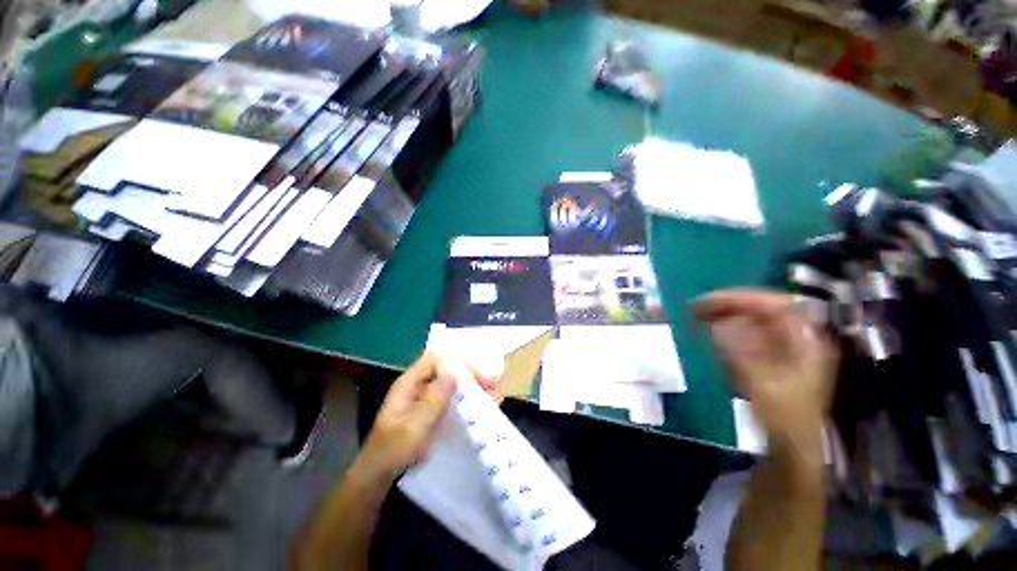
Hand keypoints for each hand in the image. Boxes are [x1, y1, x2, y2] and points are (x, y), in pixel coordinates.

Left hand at [358, 351, 498, 480]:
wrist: (377, 477)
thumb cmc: (392, 451)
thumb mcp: (413, 426)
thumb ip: (434, 399)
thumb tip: (454, 372)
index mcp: (408, 383)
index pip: (435, 360)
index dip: (456, 362)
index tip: (477, 373)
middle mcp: (416, 386)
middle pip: (445, 370)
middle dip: (468, 374)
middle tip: (490, 383)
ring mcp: (422, 398)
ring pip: (449, 383)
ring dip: (468, 385)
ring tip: (489, 392)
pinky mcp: (428, 411)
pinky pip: (449, 398)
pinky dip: (463, 398)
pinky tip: (476, 405)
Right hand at [695, 289, 836, 457]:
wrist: (792, 446)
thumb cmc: (784, 417)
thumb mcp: (761, 385)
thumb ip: (738, 353)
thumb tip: (713, 325)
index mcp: (805, 342)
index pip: (776, 304)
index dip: (743, 298)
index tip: (709, 301)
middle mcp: (796, 338)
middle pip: (762, 309)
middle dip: (729, 305)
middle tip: (696, 308)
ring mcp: (783, 347)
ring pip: (752, 320)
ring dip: (724, 315)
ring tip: (697, 316)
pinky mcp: (768, 357)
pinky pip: (745, 334)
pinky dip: (725, 330)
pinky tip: (708, 332)